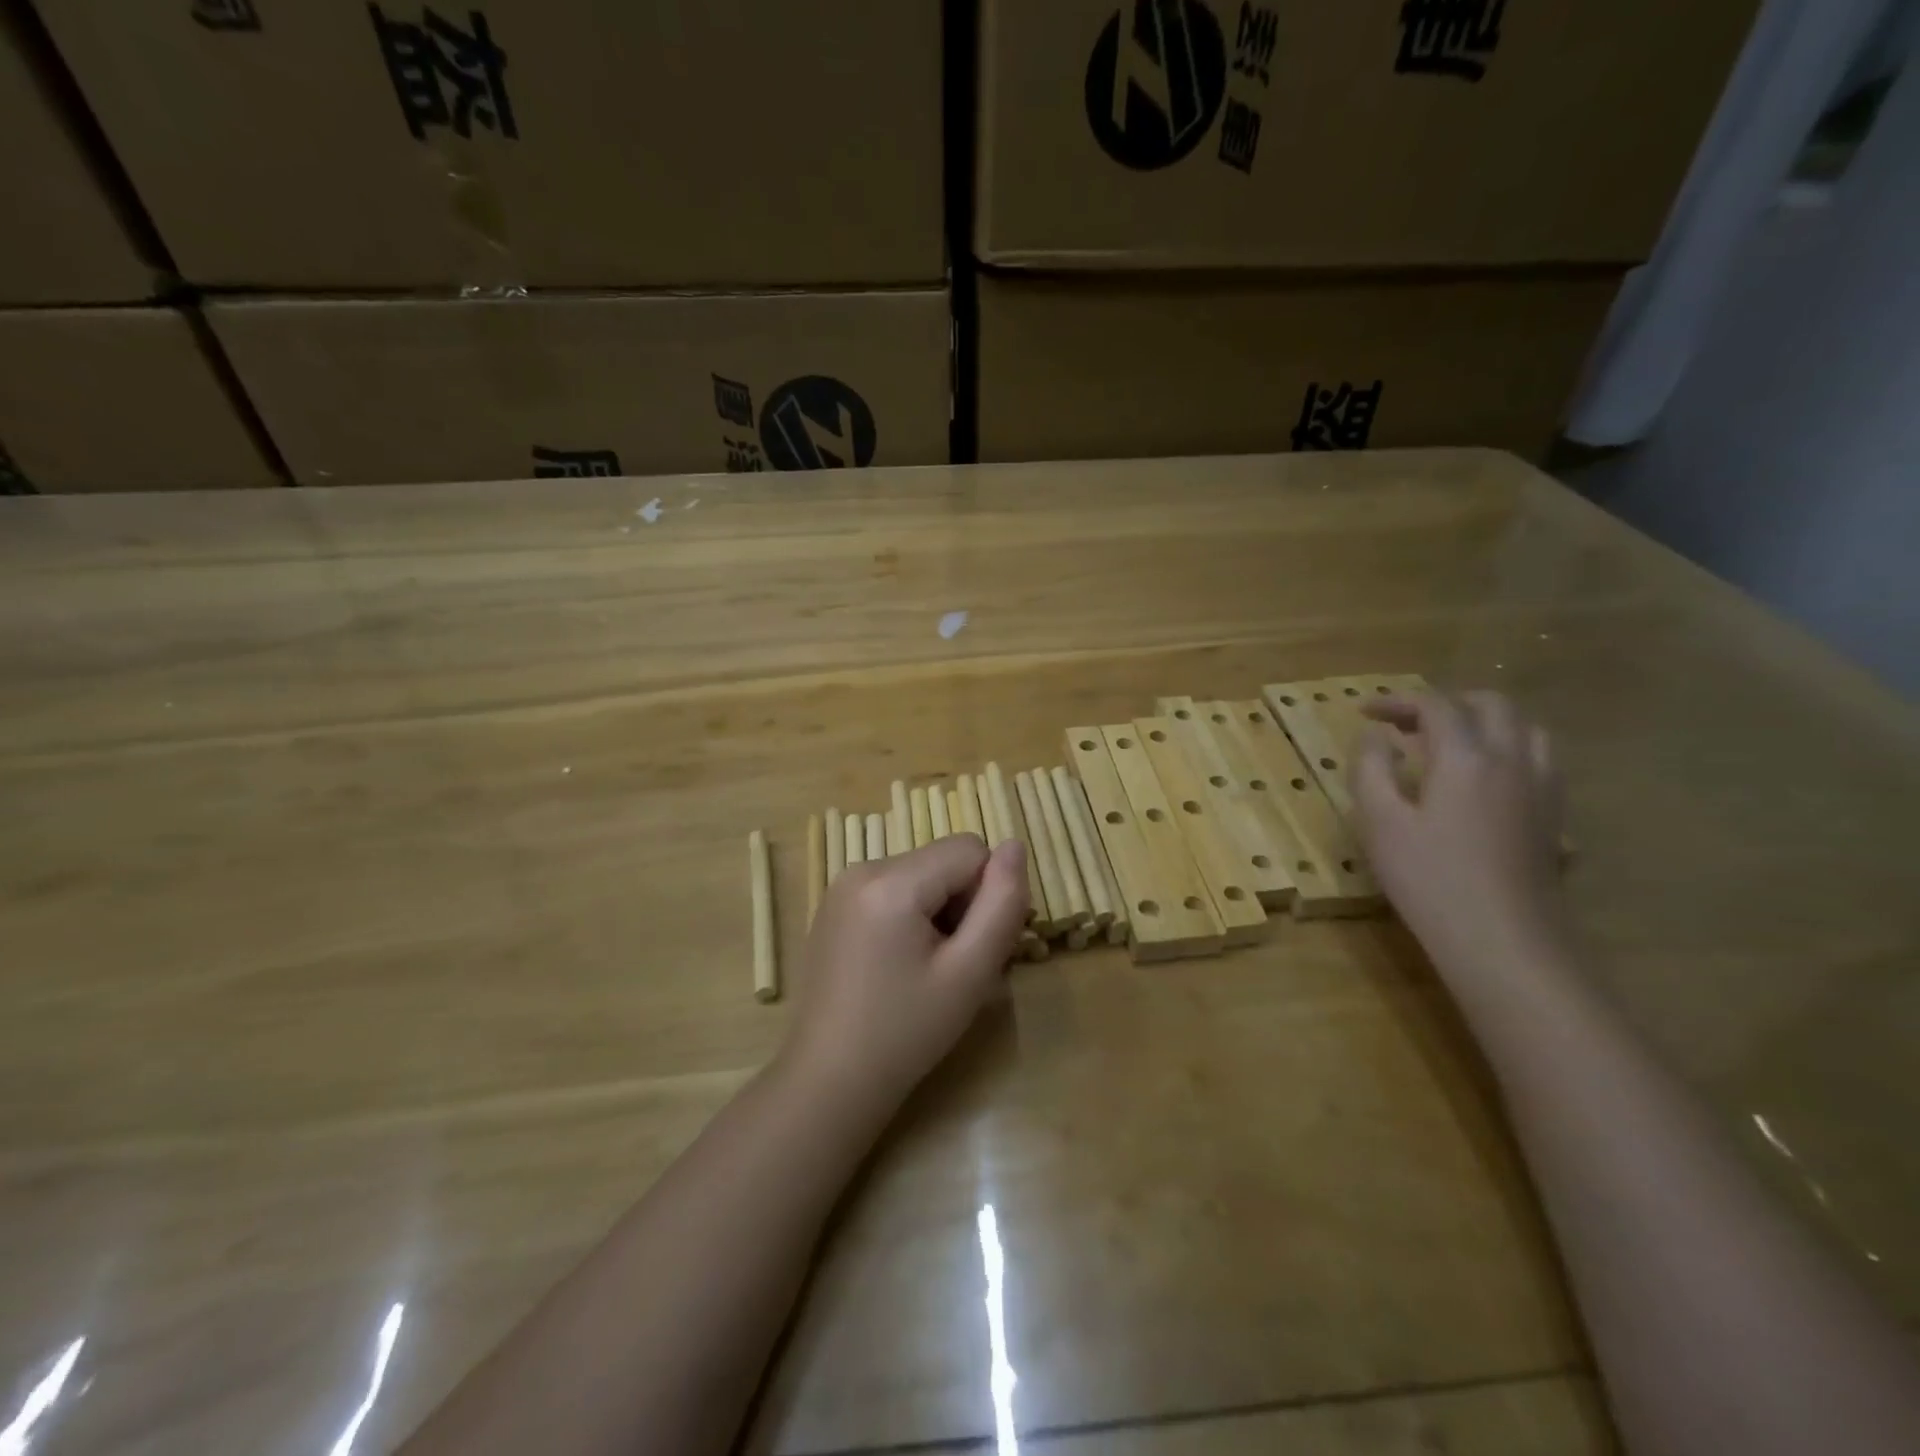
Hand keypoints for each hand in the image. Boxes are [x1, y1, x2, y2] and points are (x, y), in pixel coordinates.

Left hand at [782, 834, 1028, 1117]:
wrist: (830, 1082)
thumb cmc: (906, 1033)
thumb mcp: (970, 972)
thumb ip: (1002, 904)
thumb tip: (1016, 845)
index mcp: (891, 881)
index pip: (971, 849)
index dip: (988, 894)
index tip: (976, 947)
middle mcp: (861, 869)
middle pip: (943, 861)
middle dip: (962, 904)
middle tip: (956, 966)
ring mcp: (842, 887)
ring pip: (922, 875)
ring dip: (939, 912)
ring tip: (928, 969)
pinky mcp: (834, 906)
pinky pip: (894, 889)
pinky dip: (911, 916)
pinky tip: (901, 965)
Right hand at [1351, 691, 1567, 974]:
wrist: (1502, 940)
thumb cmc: (1429, 879)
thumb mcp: (1379, 822)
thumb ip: (1371, 769)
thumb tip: (1373, 736)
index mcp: (1466, 757)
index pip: (1435, 705)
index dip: (1397, 701)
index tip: (1364, 712)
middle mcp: (1512, 760)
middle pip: (1490, 705)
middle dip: (1445, 703)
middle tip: (1407, 723)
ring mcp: (1542, 788)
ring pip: (1525, 728)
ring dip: (1484, 721)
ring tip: (1449, 742)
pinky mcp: (1554, 816)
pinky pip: (1539, 760)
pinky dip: (1508, 750)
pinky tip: (1485, 779)